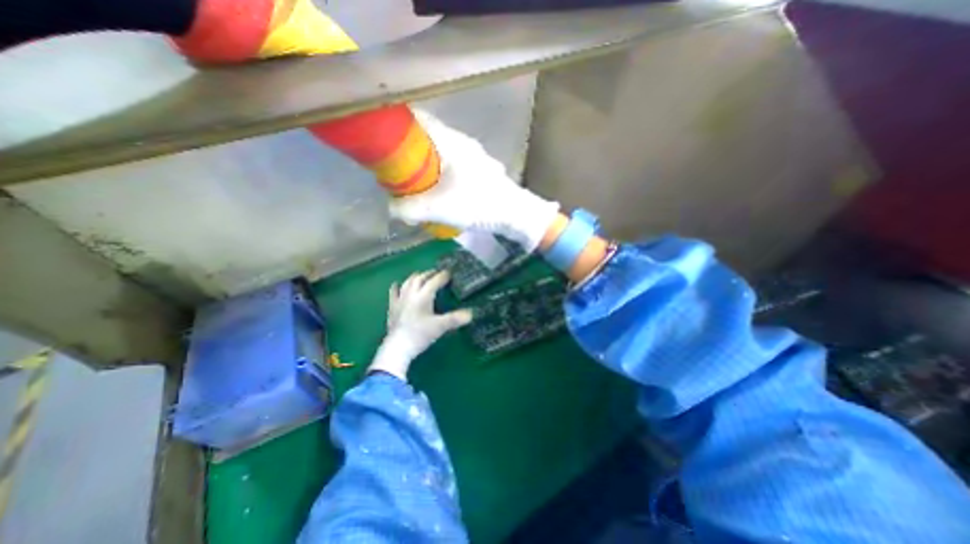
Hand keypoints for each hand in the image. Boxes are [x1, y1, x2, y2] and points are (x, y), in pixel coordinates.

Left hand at [368, 269, 473, 380]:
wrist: (397, 347)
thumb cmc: (420, 335)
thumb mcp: (440, 327)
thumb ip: (455, 319)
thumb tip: (471, 313)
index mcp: (423, 296)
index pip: (434, 282)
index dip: (442, 276)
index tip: (449, 273)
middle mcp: (411, 294)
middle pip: (420, 278)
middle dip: (429, 274)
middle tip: (437, 273)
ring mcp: (400, 300)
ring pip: (407, 282)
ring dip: (416, 277)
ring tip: (421, 276)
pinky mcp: (392, 307)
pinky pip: (394, 292)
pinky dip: (397, 287)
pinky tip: (397, 285)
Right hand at [389, 110, 561, 254]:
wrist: (514, 214)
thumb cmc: (479, 205)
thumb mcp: (441, 208)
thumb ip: (411, 209)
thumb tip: (391, 209)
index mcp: (451, 142)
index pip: (419, 119)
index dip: (397, 125)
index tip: (382, 140)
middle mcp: (463, 143)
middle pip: (428, 137)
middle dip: (409, 150)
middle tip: (395, 169)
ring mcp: (473, 156)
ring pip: (441, 152)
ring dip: (426, 163)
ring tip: (415, 183)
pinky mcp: (479, 170)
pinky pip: (453, 164)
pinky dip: (440, 172)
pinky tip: (438, 190)